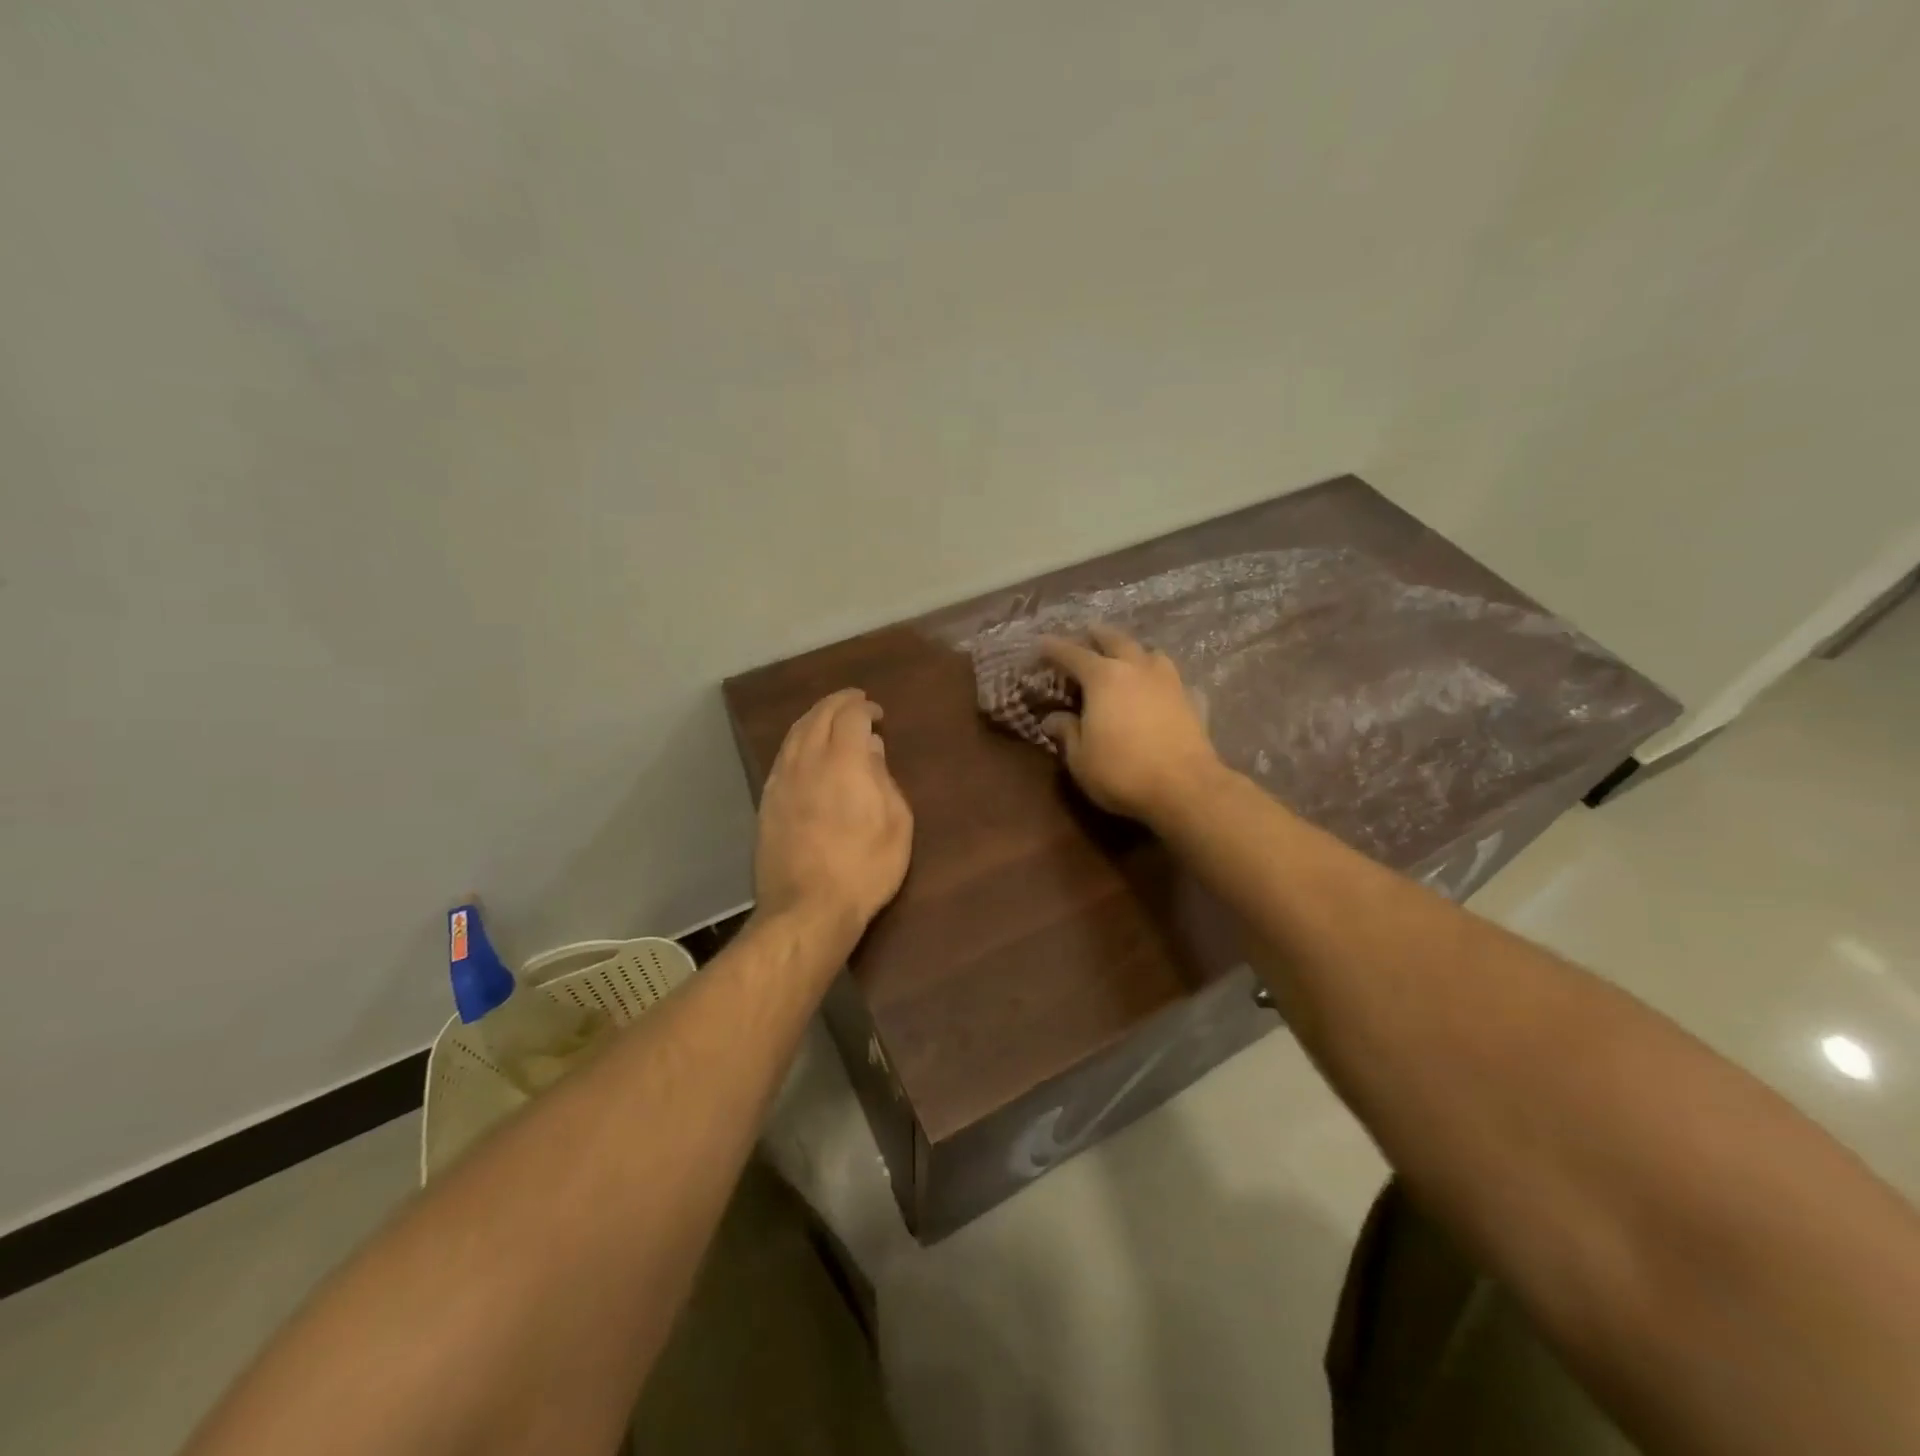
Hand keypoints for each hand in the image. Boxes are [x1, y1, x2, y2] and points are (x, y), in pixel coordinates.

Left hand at [754, 689, 913, 941]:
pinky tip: (805, 751)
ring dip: (814, 718)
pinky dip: (797, 742)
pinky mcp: (766, 802)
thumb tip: (872, 748)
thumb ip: (884, 779)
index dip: (864, 707)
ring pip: (794, 734)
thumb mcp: (896, 824)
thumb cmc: (864, 868)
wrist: (807, 909)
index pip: (850, 716)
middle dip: (837, 703)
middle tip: (854, 701)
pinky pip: (782, 757)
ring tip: (829, 719)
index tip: (877, 713)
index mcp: (843, 761)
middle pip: (817, 716)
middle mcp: (807, 761)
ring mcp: (781, 781)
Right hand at [1038, 626, 1222, 822]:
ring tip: (1126, 658)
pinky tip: (1159, 690)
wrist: (1185, 788)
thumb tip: (1053, 719)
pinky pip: (1172, 679)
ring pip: (1149, 653)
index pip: (1072, 654)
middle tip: (1086, 634)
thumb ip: (1067, 732)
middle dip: (1097, 635)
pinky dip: (1160, 678)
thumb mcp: (1080, 758)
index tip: (1041, 644)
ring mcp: (1168, 681)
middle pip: (1115, 640)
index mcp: (1103, 677)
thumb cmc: (1122, 772)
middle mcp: (1136, 668)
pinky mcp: (1191, 699)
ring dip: (1133, 651)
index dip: (1053, 648)